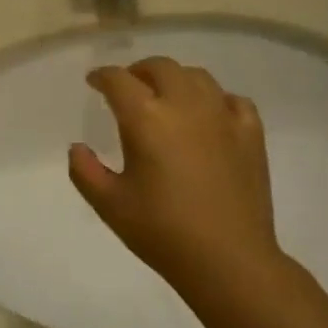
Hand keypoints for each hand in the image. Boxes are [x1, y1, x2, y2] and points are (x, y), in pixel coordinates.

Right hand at [68, 57, 281, 282]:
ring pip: (197, 77)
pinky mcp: (251, 134)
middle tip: (128, 87)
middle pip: (160, 67)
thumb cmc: (162, 233)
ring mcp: (223, 116)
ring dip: (176, 79)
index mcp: (146, 119)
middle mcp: (185, 105)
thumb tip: (77, 148)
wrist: (229, 260)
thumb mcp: (110, 205)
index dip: (102, 76)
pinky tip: (210, 115)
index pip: (119, 80)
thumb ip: (85, 171)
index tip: (94, 82)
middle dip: (138, 71)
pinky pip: (233, 100)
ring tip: (167, 97)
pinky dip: (216, 98)